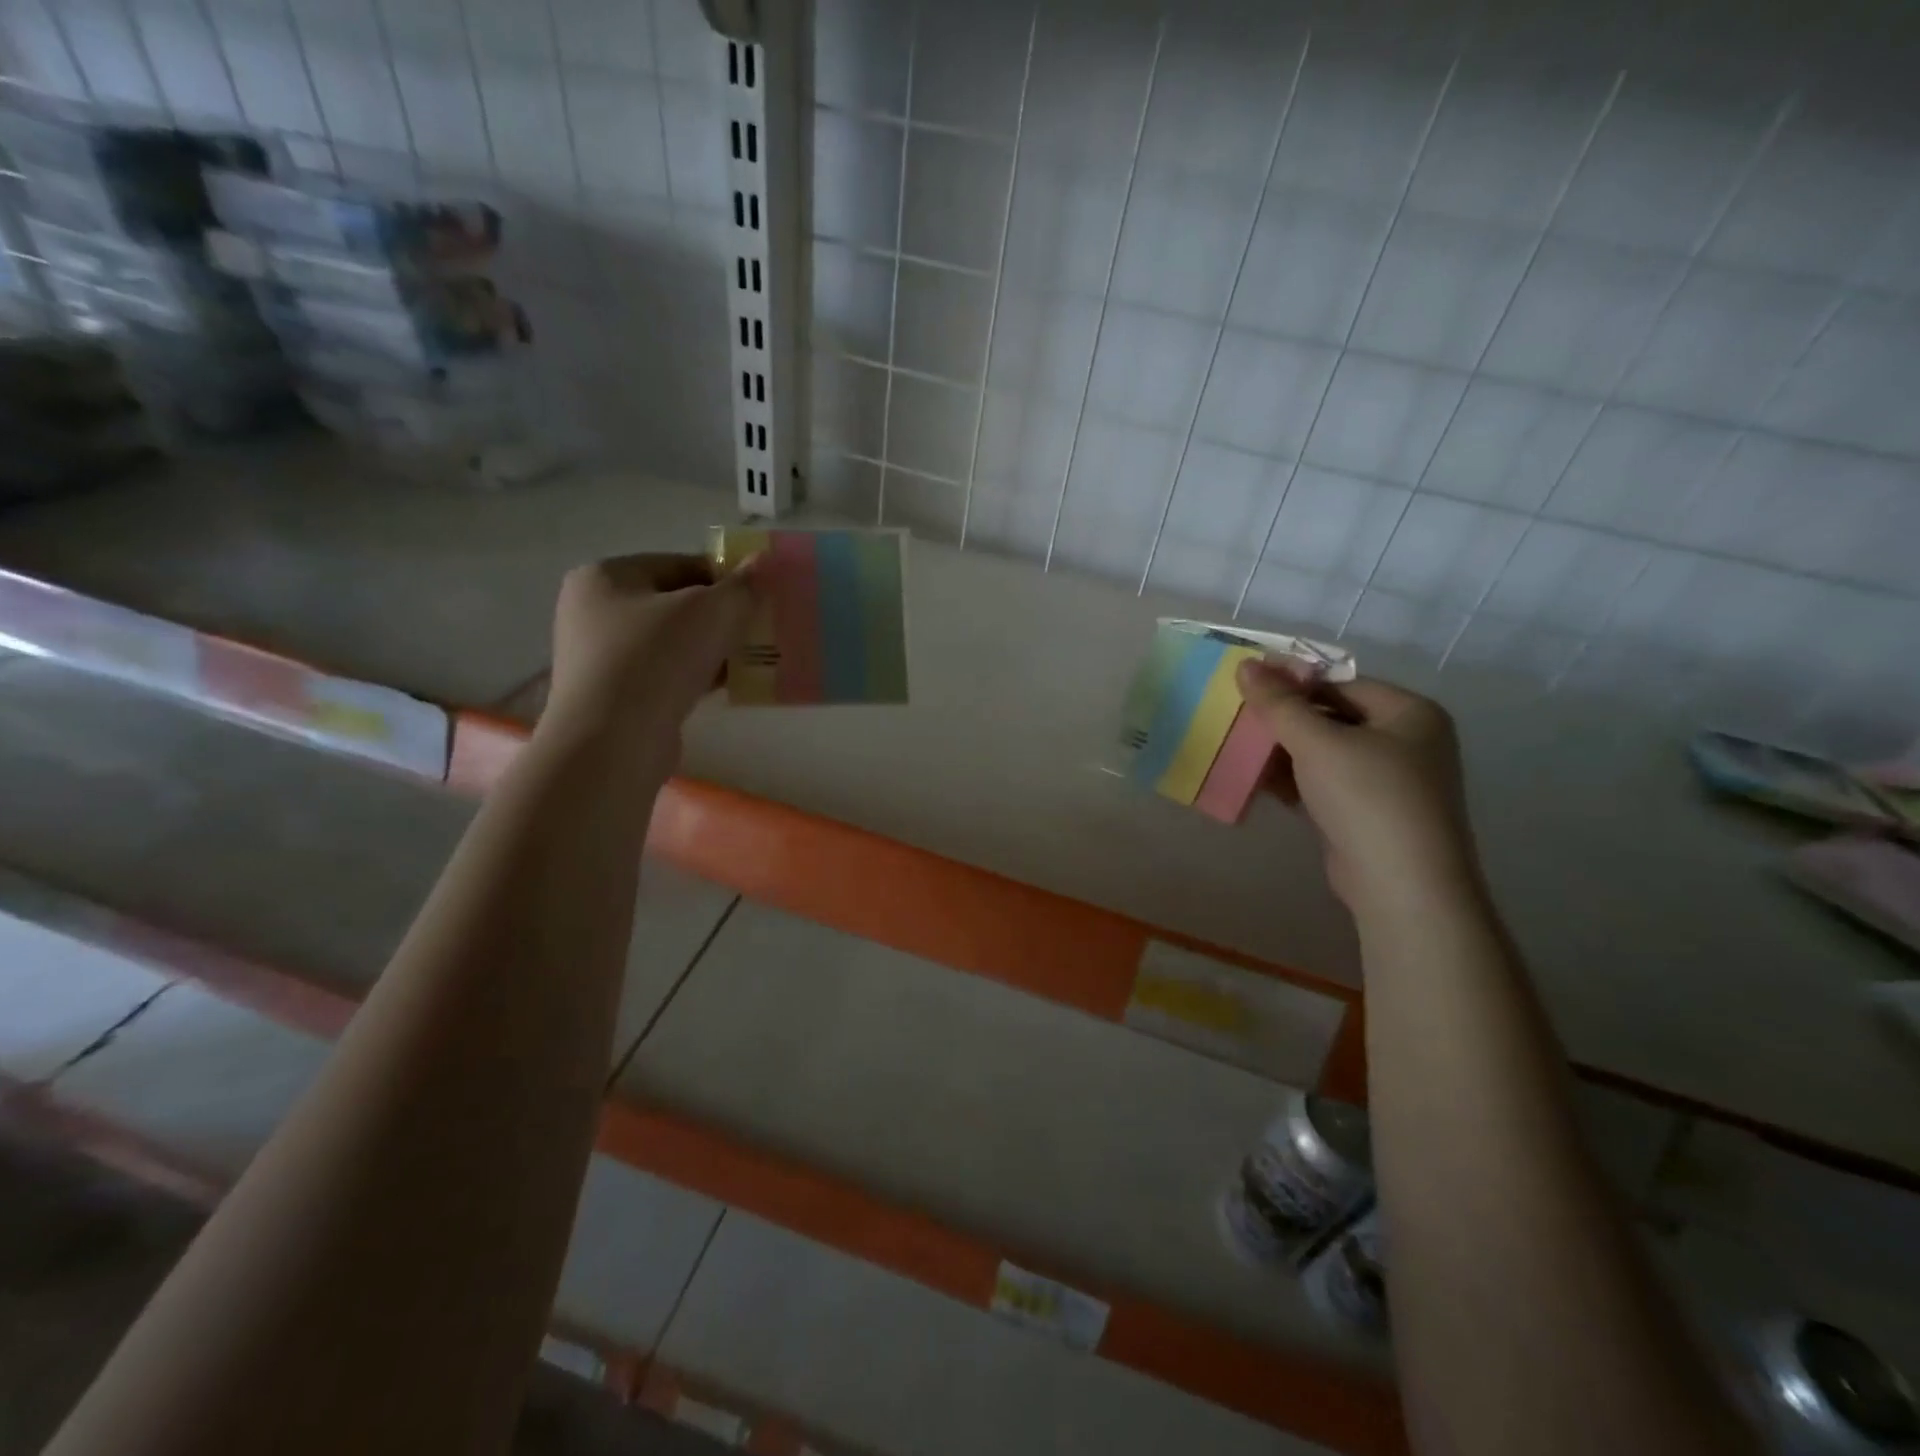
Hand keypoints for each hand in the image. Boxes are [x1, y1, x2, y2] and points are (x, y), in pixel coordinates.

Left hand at [543, 552, 759, 752]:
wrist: (614, 743)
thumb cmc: (657, 660)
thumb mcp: (711, 612)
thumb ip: (742, 586)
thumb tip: (763, 563)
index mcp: (606, 576)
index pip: (680, 565)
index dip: (725, 578)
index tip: (760, 598)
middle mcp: (594, 611)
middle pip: (676, 604)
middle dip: (721, 616)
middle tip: (760, 630)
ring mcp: (601, 656)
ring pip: (673, 642)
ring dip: (712, 649)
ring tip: (752, 659)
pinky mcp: (615, 695)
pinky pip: (665, 674)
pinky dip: (696, 676)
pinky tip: (728, 686)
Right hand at [1236, 659, 1480, 913]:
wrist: (1402, 886)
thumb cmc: (1367, 797)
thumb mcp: (1318, 743)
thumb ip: (1280, 703)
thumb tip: (1246, 665)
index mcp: (1410, 712)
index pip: (1341, 682)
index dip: (1293, 681)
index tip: (1247, 684)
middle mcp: (1407, 741)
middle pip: (1332, 716)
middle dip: (1284, 719)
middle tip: (1238, 716)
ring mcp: (1389, 781)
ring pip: (1325, 752)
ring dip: (1283, 751)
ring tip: (1239, 747)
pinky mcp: (1368, 813)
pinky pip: (1324, 783)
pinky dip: (1294, 779)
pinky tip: (1258, 780)